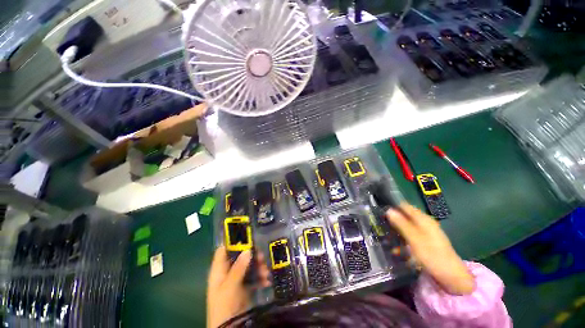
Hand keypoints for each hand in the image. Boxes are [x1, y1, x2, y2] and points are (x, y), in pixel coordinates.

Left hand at [206, 247, 269, 327]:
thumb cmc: (223, 306)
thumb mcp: (230, 286)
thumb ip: (238, 268)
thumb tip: (248, 250)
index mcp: (219, 270)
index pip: (224, 250)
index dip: (233, 242)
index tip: (247, 238)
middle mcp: (228, 272)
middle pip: (240, 256)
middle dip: (252, 255)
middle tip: (262, 257)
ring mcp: (237, 279)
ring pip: (249, 266)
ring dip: (258, 267)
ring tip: (266, 272)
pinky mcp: (245, 287)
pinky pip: (254, 277)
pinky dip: (260, 278)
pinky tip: (266, 281)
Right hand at [386, 203, 473, 294]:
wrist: (452, 276)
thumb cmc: (433, 256)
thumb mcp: (415, 239)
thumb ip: (402, 224)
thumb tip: (388, 210)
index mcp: (423, 219)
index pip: (405, 206)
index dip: (393, 207)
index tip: (381, 212)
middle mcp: (425, 223)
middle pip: (405, 216)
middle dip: (394, 220)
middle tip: (381, 225)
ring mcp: (426, 232)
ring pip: (407, 226)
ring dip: (397, 231)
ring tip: (386, 237)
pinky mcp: (426, 241)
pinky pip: (411, 235)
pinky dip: (403, 239)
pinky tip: (397, 248)